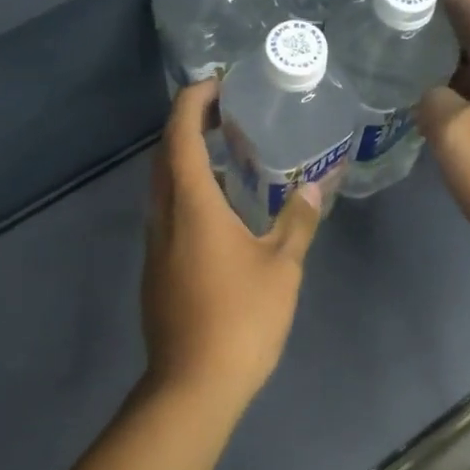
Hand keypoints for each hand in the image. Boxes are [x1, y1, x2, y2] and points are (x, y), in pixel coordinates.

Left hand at [141, 81, 325, 408]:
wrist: (193, 384)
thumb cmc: (242, 319)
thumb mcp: (282, 267)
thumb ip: (298, 222)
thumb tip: (314, 188)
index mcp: (191, 205)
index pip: (180, 134)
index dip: (194, 102)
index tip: (217, 84)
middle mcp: (163, 217)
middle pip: (166, 156)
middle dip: (190, 127)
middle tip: (229, 116)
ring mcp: (154, 246)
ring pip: (164, 188)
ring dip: (188, 163)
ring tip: (231, 160)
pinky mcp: (156, 272)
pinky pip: (168, 216)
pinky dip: (189, 196)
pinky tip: (222, 214)